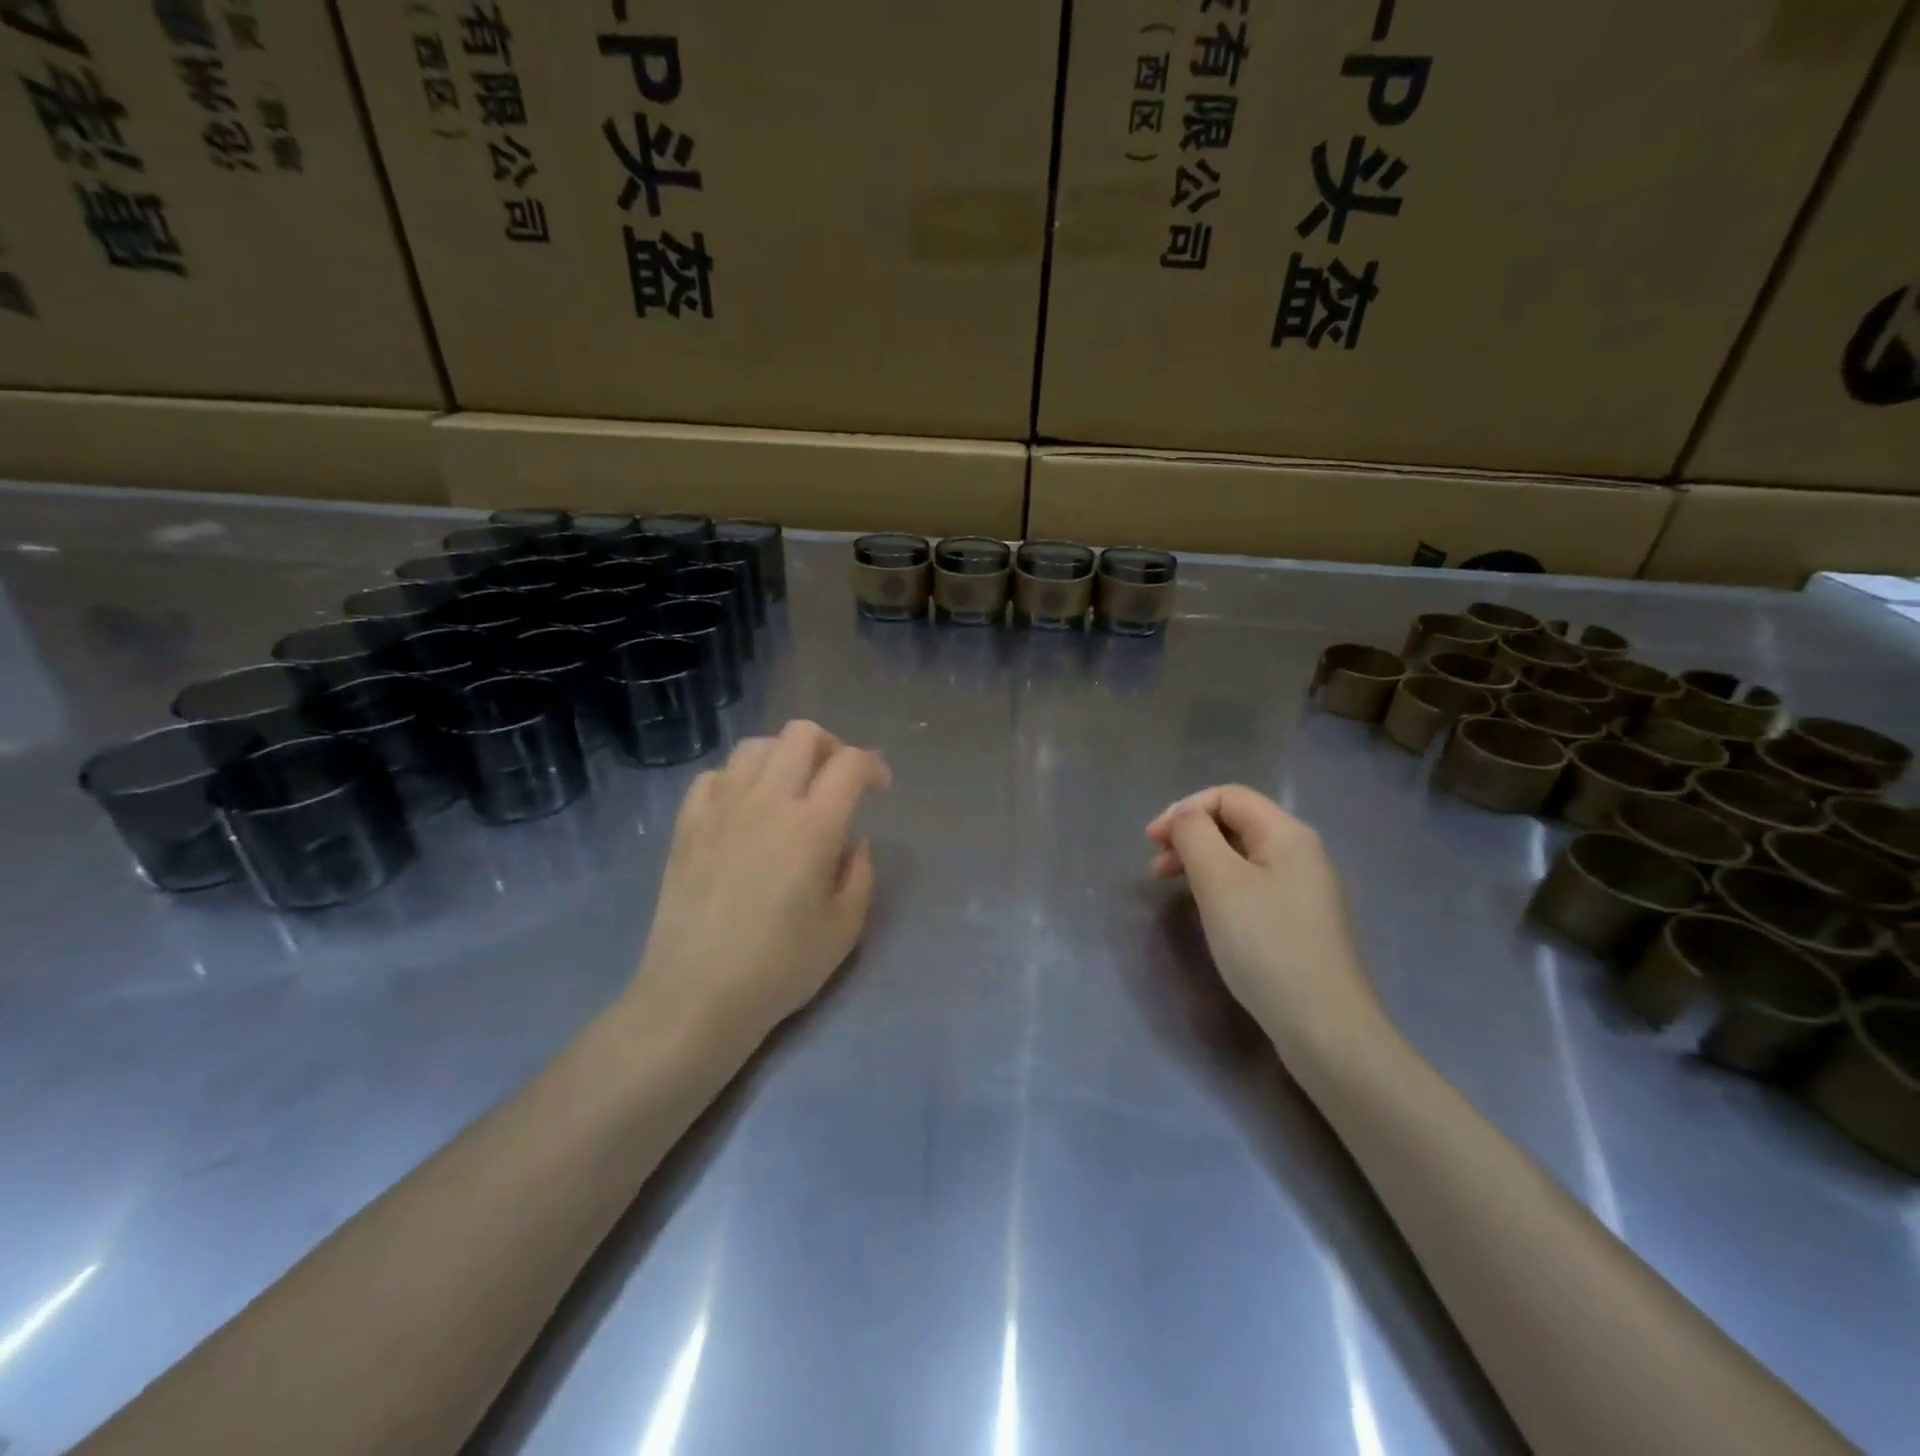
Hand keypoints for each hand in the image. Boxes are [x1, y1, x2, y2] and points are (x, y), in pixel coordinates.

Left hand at [633, 720, 890, 1047]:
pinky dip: (736, 779)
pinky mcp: (687, 825)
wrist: (696, 995)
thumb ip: (861, 875)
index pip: (849, 764)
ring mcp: (720, 808)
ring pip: (754, 746)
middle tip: (836, 779)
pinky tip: (743, 808)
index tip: (880, 788)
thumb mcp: (845, 928)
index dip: (873, 766)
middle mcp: (767, 801)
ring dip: (782, 756)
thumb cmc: (780, 967)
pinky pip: (713, 776)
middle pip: (801, 734)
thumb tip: (855, 842)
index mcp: (813, 826)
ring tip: (789, 789)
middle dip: (829, 745)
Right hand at [1146, 786, 1386, 1055]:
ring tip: (1172, 887)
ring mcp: (1306, 890)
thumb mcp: (1219, 881)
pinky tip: (1208, 911)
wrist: (1325, 1026)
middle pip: (1236, 823)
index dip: (1184, 809)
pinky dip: (1222, 886)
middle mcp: (1302, 853)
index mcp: (1287, 834)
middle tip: (1156, 866)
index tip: (1151, 842)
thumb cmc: (1265, 944)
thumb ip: (1194, 836)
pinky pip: (1254, 885)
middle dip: (1190, 835)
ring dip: (1202, 861)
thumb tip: (1185, 817)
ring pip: (1243, 856)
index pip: (1228, 796)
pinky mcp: (1302, 922)